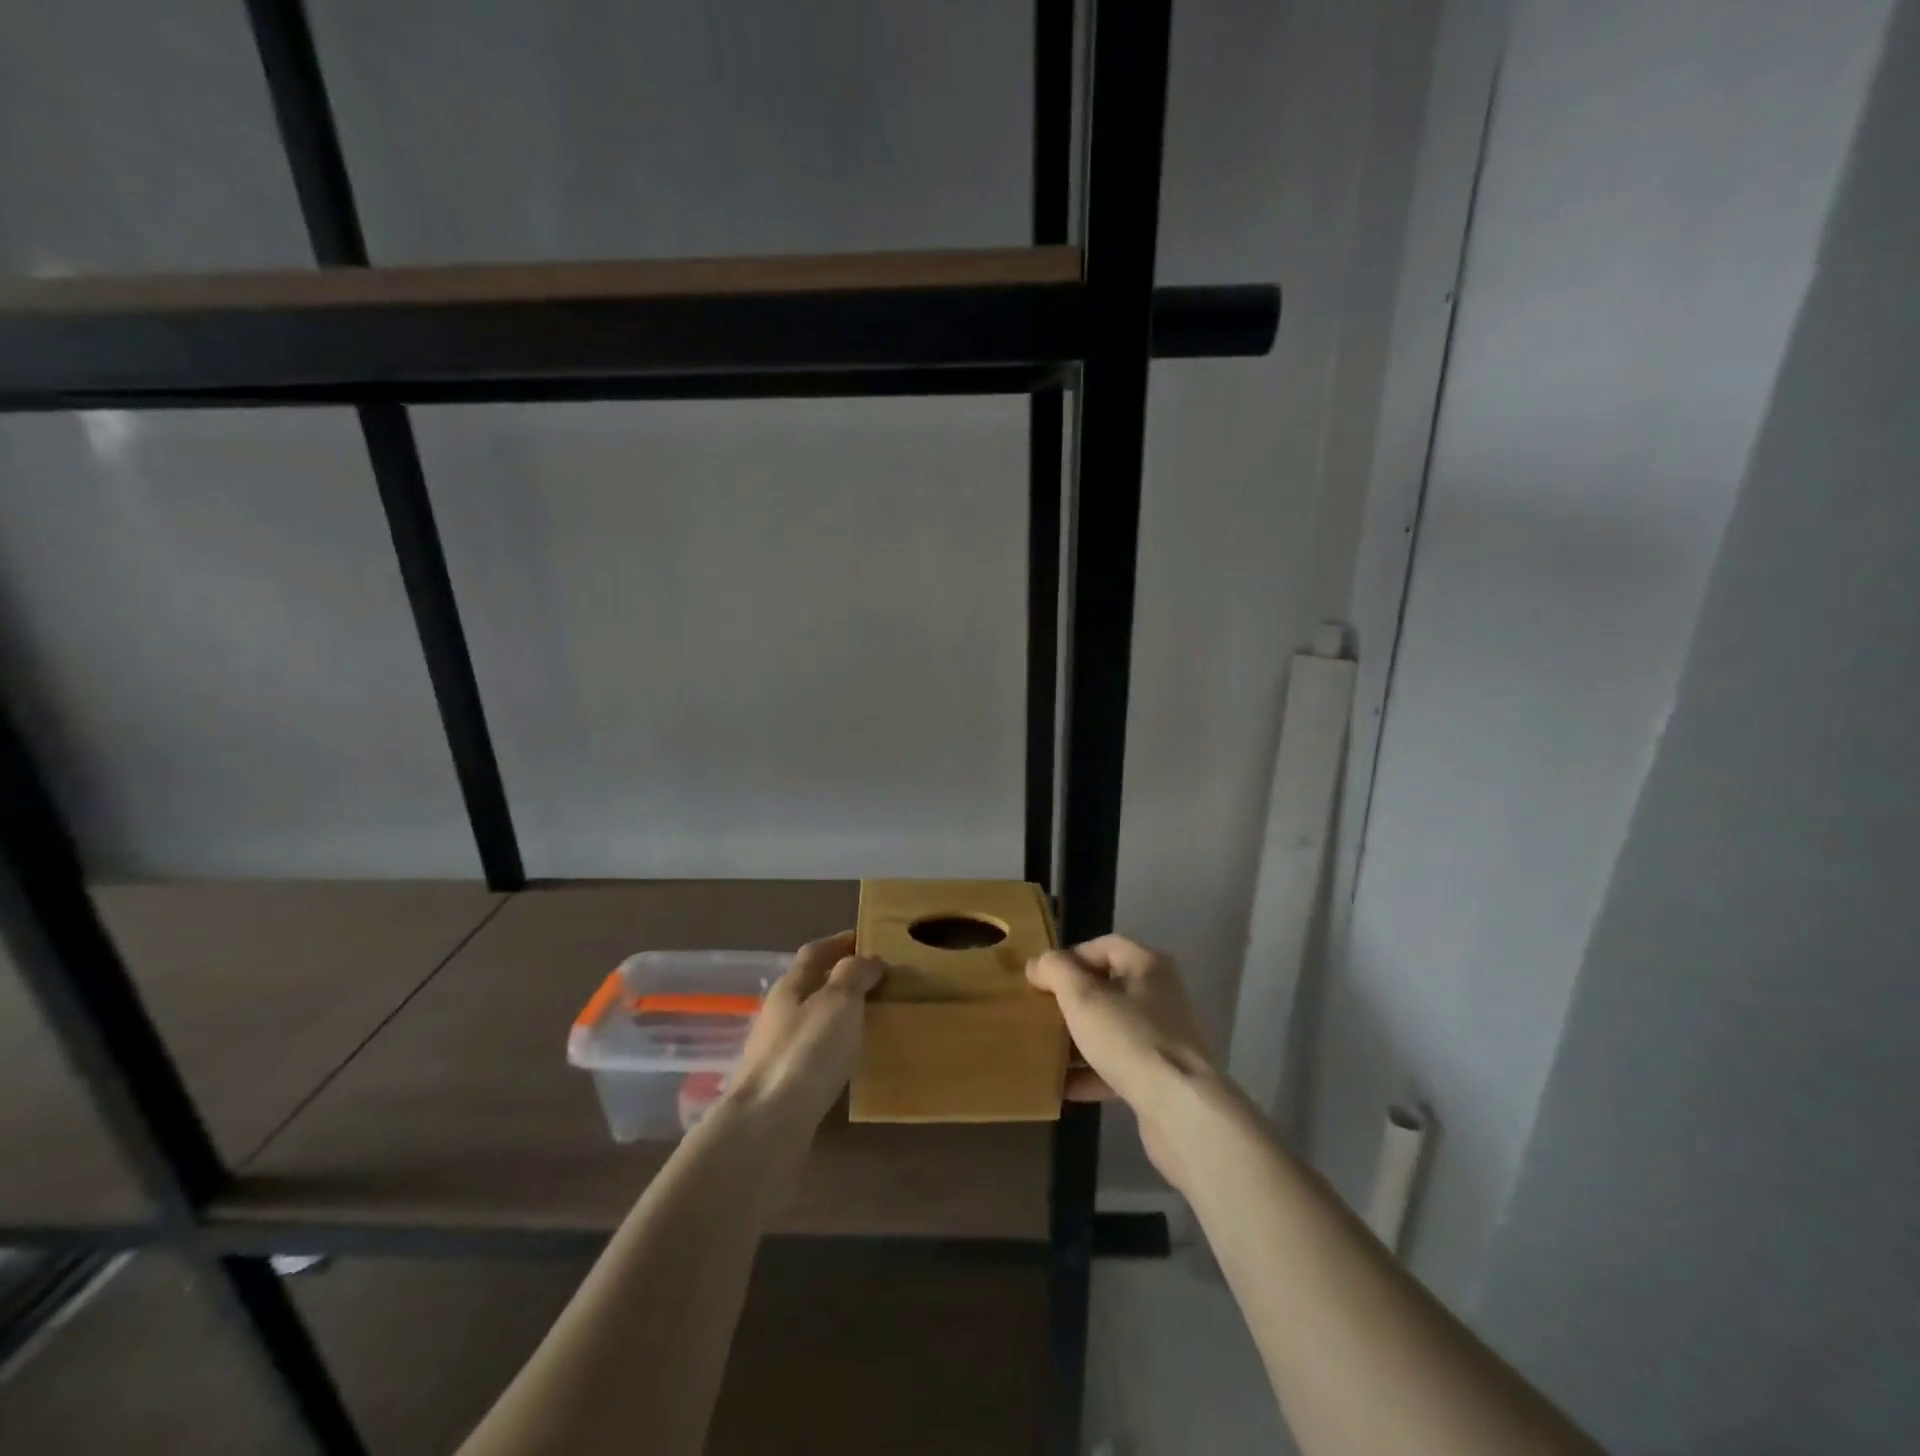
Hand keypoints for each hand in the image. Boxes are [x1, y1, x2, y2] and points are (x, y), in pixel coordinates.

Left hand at [727, 931, 885, 1129]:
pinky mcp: (782, 1086)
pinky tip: (851, 1061)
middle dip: (841, 979)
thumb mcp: (838, 1002)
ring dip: (839, 1015)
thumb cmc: (806, 1053)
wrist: (766, 1127)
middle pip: (811, 986)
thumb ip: (854, 975)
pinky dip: (835, 1047)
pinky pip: (814, 1054)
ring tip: (872, 1019)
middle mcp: (779, 1014)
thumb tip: (868, 958)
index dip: (839, 942)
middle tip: (878, 981)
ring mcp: (777, 1052)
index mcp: (789, 987)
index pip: (814, 953)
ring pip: (813, 1021)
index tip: (865, 937)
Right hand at [1026, 934, 1222, 1182]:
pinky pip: (1119, 1065)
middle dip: (1072, 999)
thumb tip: (1039, 963)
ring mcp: (1163, 1037)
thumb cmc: (1129, 1038)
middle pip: (1108, 987)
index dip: (1070, 957)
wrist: (1180, 1109)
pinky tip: (1063, 1086)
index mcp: (1148, 966)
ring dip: (1080, 1038)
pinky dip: (1092, 1073)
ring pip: (1112, 1028)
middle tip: (1040, 1011)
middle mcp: (1160, 995)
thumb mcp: (1083, 997)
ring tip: (1046, 1048)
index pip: (1104, 946)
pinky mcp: (1161, 1075)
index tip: (1041, 978)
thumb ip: (1057, 971)